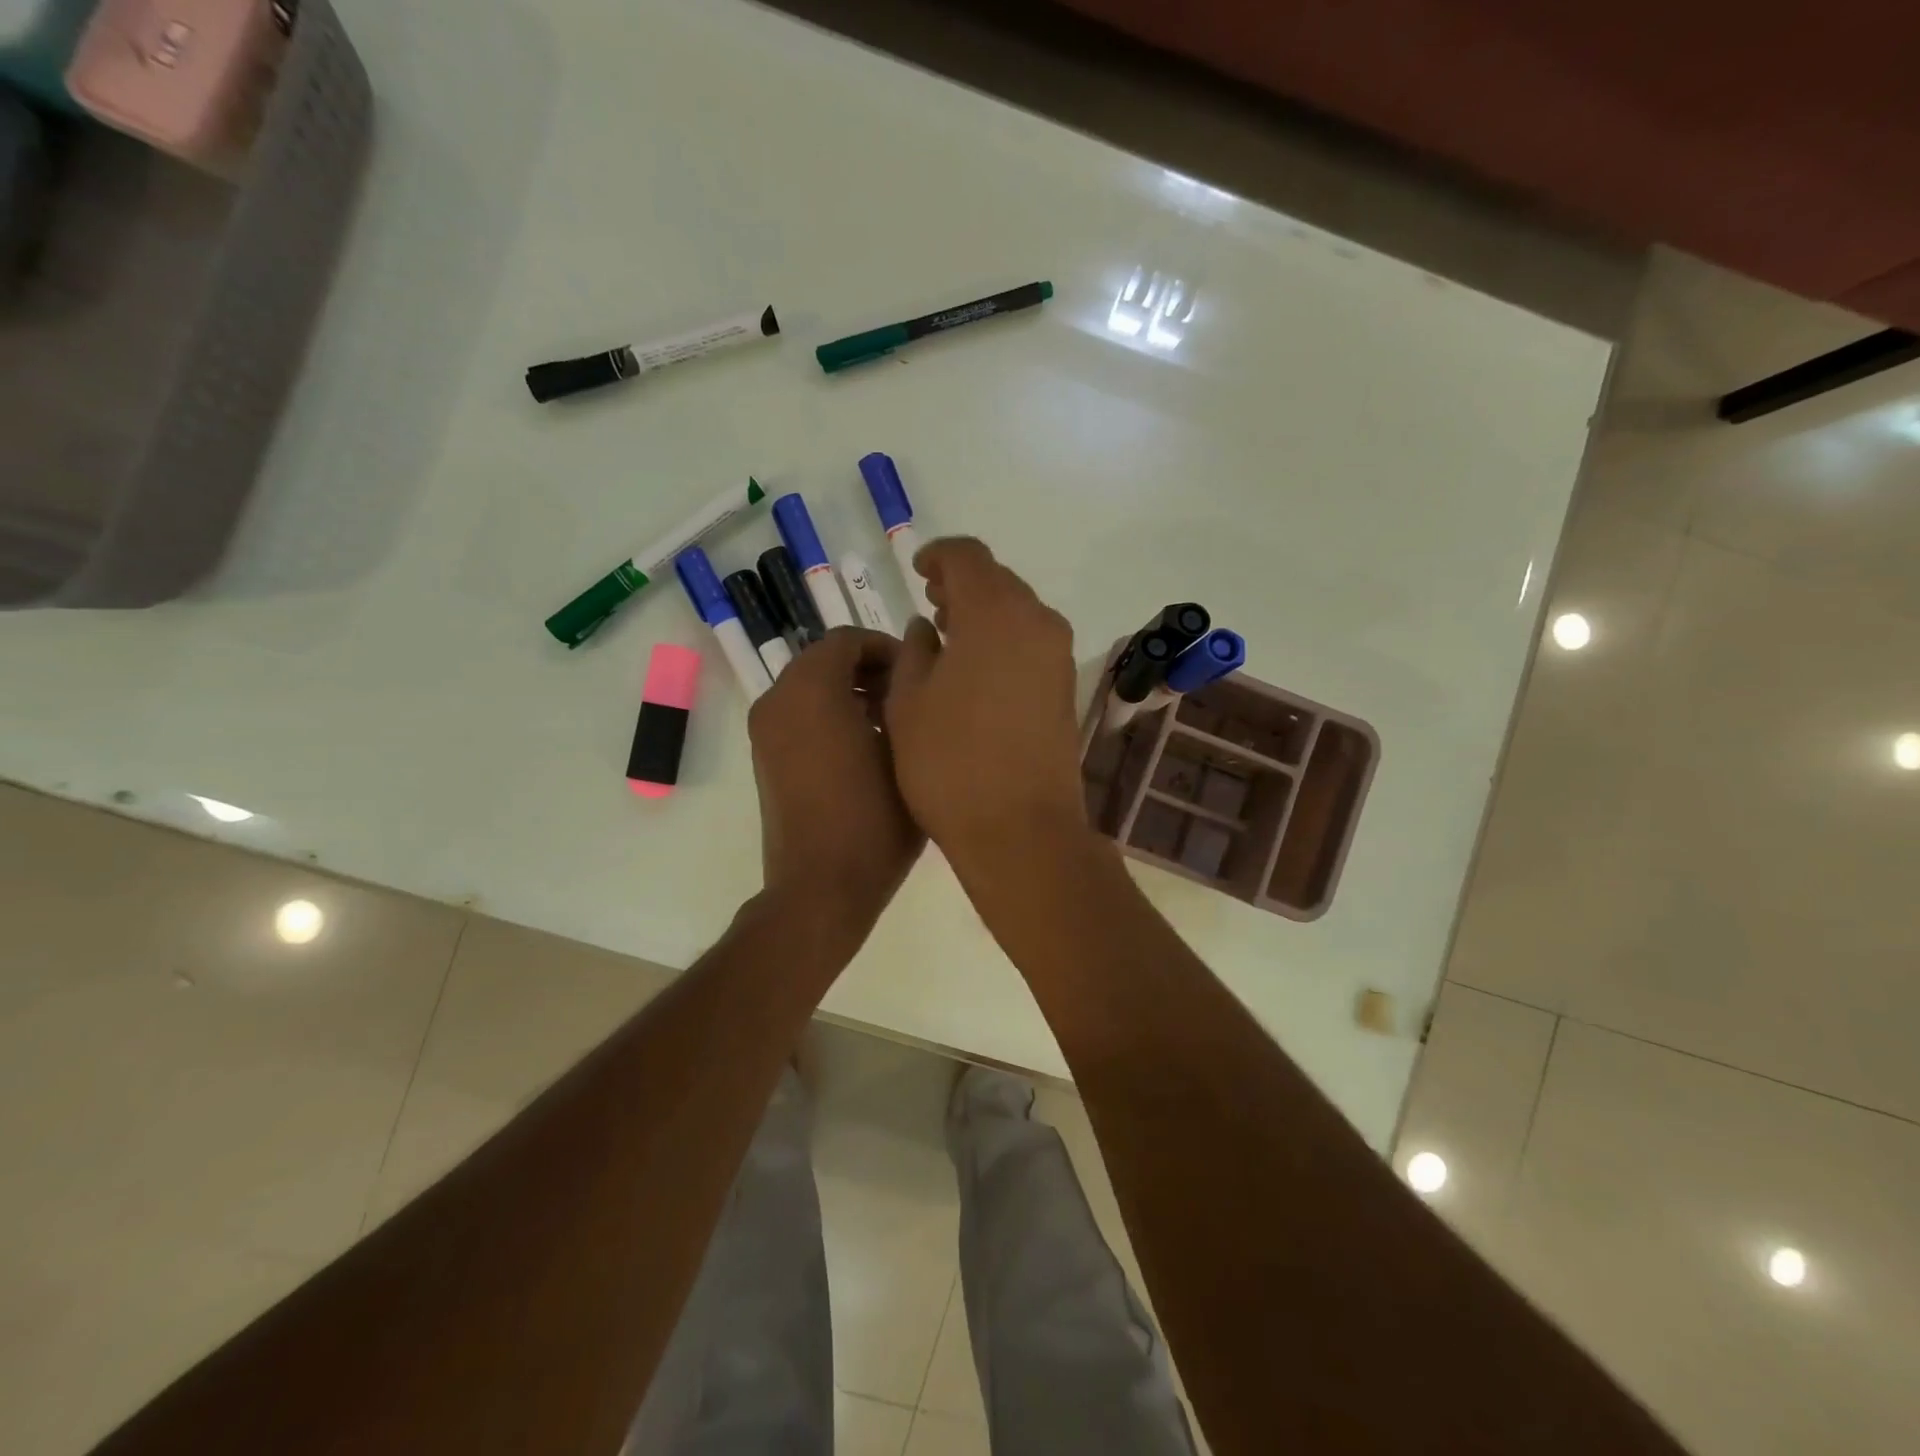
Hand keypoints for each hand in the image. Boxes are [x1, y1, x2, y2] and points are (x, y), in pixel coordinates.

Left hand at [749, 628, 923, 951]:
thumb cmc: (873, 821)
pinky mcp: (764, 757)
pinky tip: (864, 746)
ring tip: (891, 722)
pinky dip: (828, 713)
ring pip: (810, 687)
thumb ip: (905, 696)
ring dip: (849, 691)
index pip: (847, 639)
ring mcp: (765, 731)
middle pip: (824, 659)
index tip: (918, 673)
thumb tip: (908, 669)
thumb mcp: (906, 751)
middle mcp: (778, 700)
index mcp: (811, 690)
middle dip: (868, 669)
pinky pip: (798, 714)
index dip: (886, 648)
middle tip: (908, 696)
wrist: (820, 887)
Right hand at [885, 538, 1088, 872]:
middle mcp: (1037, 622)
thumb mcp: (908, 702)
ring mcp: (1058, 656)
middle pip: (998, 582)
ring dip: (983, 614)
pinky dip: (1003, 641)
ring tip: (948, 637)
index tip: (918, 572)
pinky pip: (1031, 643)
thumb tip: (928, 628)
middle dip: (962, 585)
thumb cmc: (950, 763)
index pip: (968, 557)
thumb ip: (914, 651)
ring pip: (1018, 613)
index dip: (938, 556)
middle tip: (930, 604)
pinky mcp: (1066, 688)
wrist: (1021, 829)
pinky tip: (976, 671)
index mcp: (993, 613)